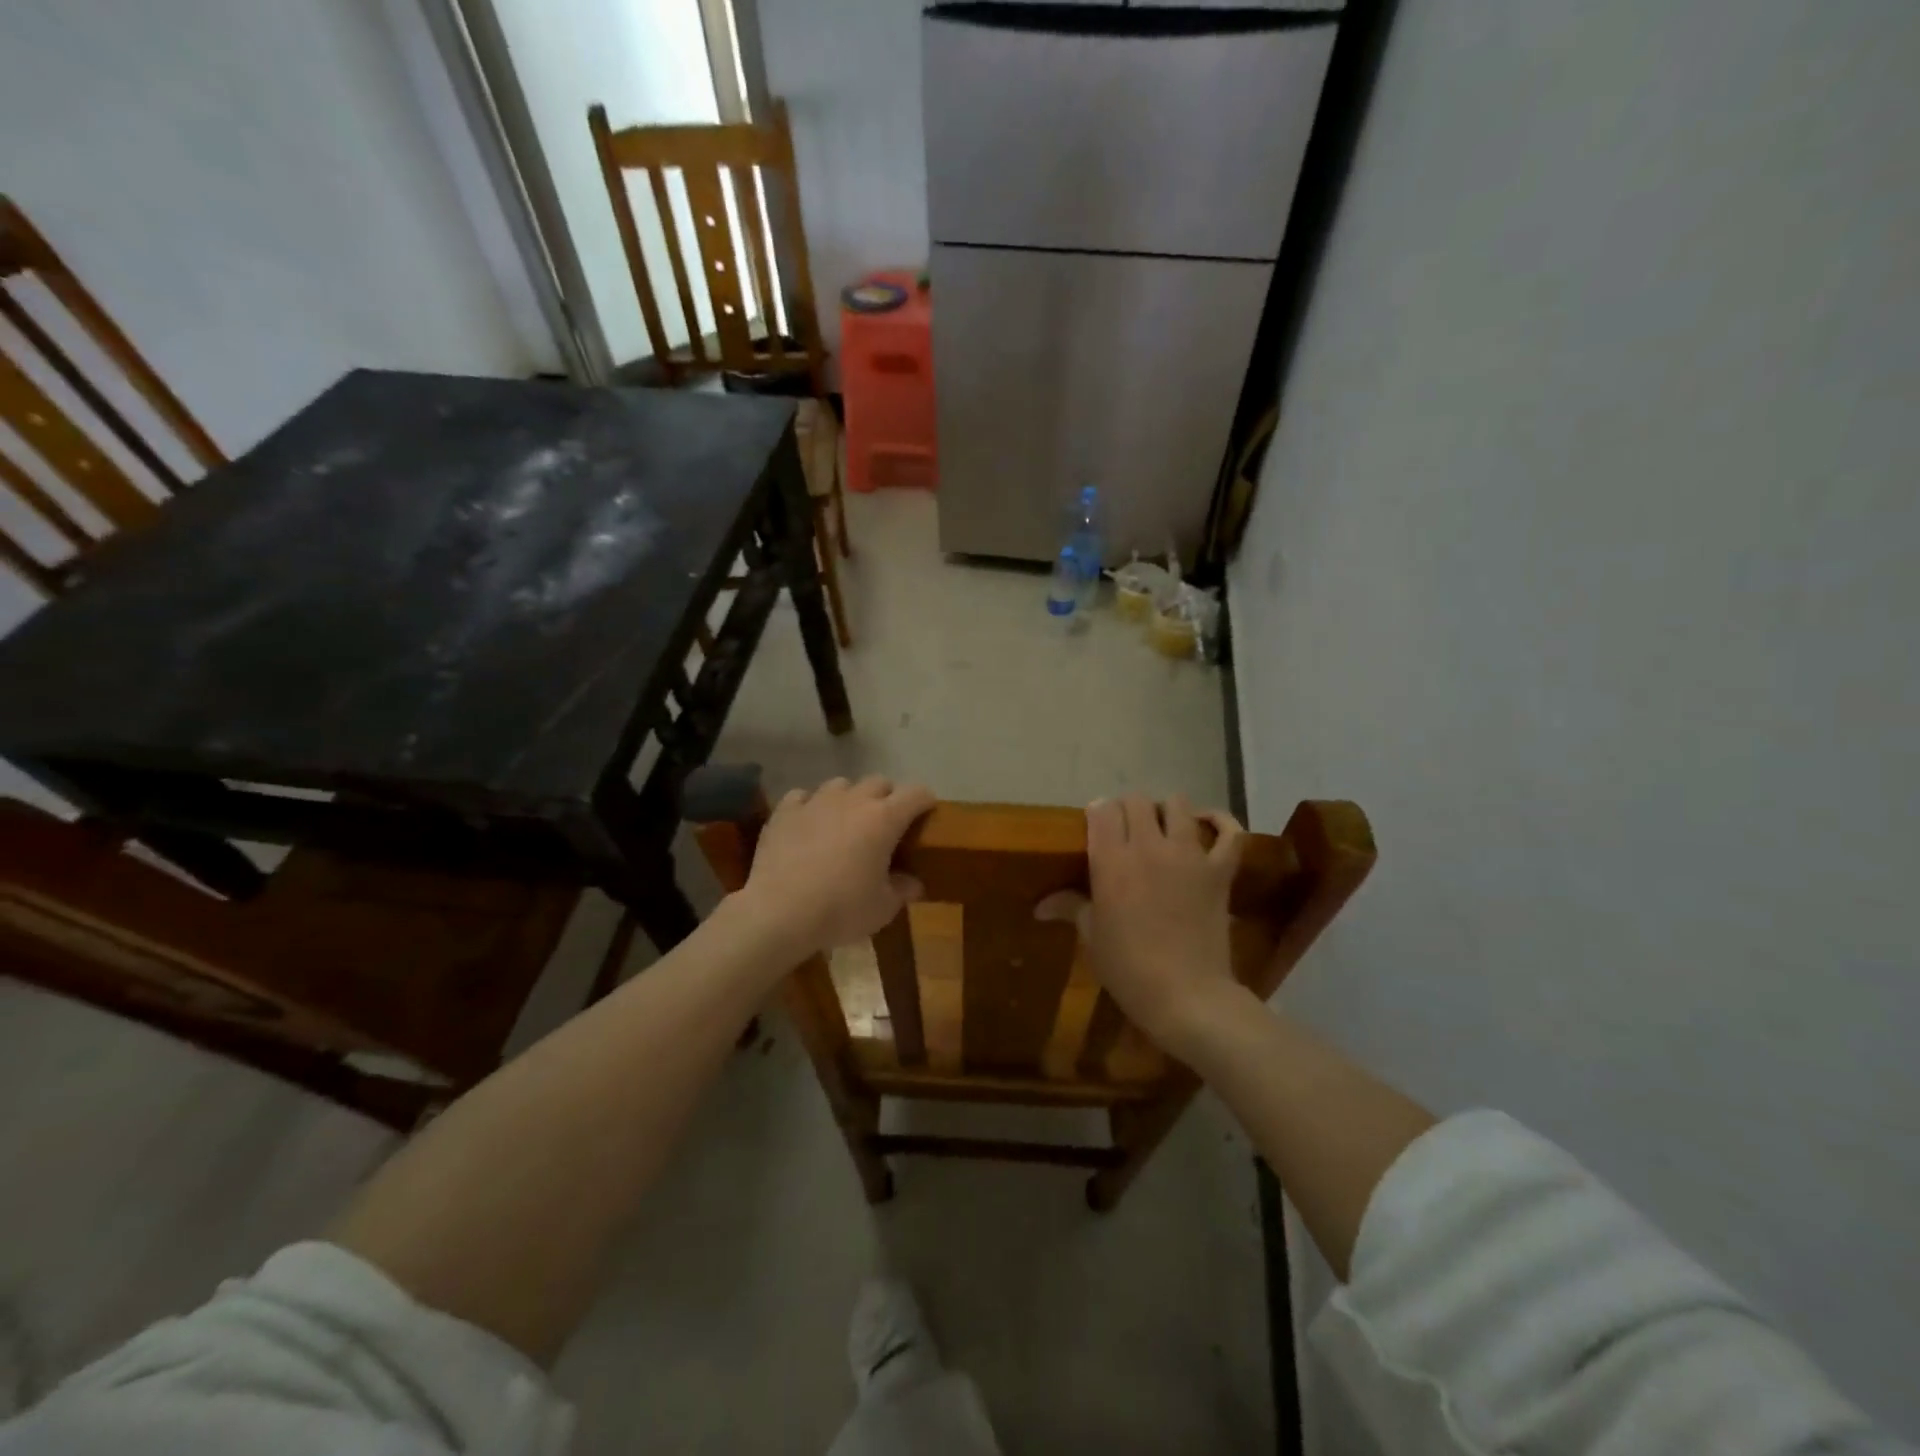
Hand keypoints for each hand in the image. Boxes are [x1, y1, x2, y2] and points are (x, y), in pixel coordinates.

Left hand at [737, 776, 935, 956]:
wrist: (779, 912)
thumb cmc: (840, 909)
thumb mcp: (882, 908)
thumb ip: (902, 890)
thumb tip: (913, 883)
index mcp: (884, 819)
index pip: (917, 793)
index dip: (925, 802)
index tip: (927, 816)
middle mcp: (853, 800)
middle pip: (880, 782)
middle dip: (888, 798)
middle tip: (885, 825)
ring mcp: (816, 801)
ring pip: (841, 784)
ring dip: (849, 798)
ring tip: (845, 822)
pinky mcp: (785, 811)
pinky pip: (803, 796)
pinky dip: (810, 806)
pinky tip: (808, 825)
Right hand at [1050, 794, 1247, 1057]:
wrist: (1186, 996)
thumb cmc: (1128, 968)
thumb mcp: (1092, 937)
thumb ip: (1070, 908)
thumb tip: (1039, 906)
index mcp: (1112, 861)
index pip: (1103, 811)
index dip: (1098, 813)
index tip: (1096, 825)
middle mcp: (1149, 847)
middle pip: (1137, 801)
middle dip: (1128, 809)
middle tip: (1125, 829)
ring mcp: (1188, 855)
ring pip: (1179, 805)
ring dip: (1167, 810)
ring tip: (1162, 827)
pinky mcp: (1219, 871)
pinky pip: (1229, 832)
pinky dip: (1220, 822)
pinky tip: (1208, 824)